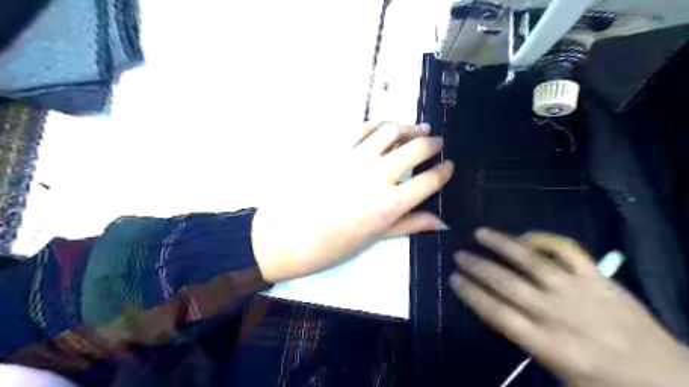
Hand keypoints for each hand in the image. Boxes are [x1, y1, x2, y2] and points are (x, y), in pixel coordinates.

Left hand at [252, 123, 453, 282]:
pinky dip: (377, 124)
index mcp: (389, 204)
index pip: (429, 180)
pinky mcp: (334, 148)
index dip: (444, 171)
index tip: (449, 166)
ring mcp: (354, 157)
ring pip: (391, 131)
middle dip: (432, 143)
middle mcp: (377, 175)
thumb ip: (409, 225)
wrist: (285, 235)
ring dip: (408, 127)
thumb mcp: (373, 240)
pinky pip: (361, 127)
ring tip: (416, 129)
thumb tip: (442, 222)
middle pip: (416, 148)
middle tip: (437, 143)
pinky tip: (383, 128)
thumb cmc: (331, 246)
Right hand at [450, 230, 688, 386]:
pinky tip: (526, 234)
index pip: (497, 313)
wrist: (672, 381)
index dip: (472, 294)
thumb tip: (500, 312)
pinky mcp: (599, 279)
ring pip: (532, 261)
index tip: (454, 279)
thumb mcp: (561, 376)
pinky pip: (568, 252)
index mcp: (549, 345)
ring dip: (503, 245)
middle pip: (508, 284)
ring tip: (480, 233)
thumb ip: (529, 342)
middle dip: (478, 267)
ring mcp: (580, 292)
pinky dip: (545, 240)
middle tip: (458, 255)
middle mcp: (559, 315)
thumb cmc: (608, 384)